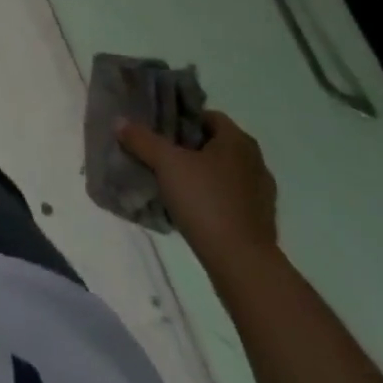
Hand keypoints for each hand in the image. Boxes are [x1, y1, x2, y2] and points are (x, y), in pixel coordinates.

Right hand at [118, 109, 277, 263]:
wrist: (243, 267)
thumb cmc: (206, 202)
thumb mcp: (166, 164)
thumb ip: (142, 140)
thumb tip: (120, 122)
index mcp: (237, 141)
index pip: (206, 116)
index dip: (181, 119)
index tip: (159, 131)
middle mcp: (255, 162)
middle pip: (213, 145)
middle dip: (188, 149)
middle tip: (161, 156)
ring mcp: (261, 195)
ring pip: (222, 174)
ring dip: (200, 176)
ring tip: (172, 184)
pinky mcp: (260, 224)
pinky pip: (230, 200)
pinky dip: (212, 200)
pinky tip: (192, 211)